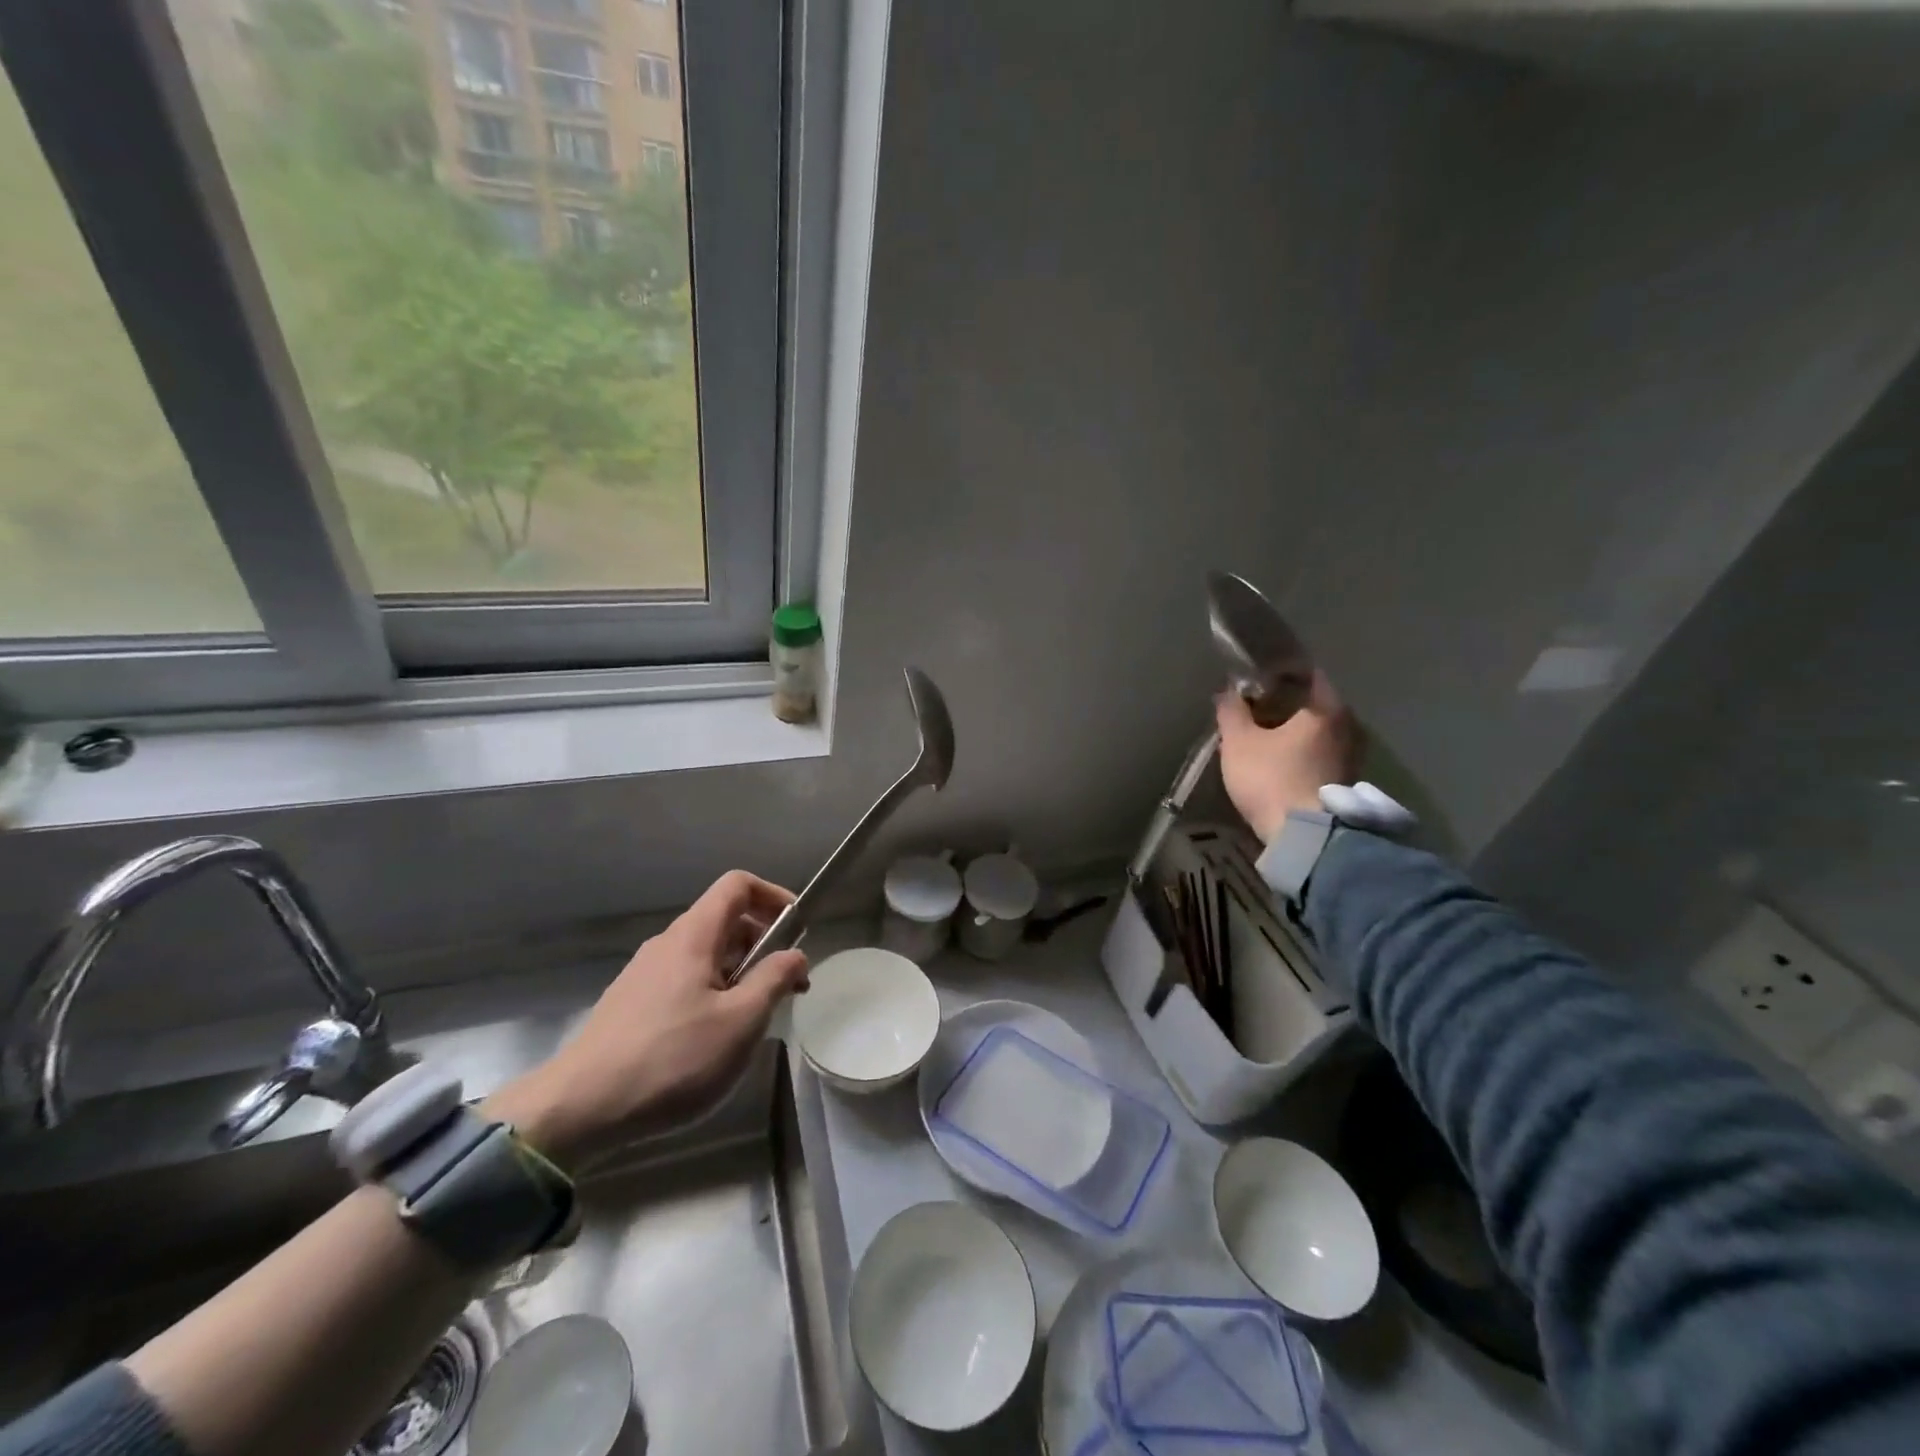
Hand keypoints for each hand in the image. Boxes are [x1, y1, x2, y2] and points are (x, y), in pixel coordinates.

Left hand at [486, 871, 809, 1169]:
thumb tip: (796, 955)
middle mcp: (667, 944)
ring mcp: (644, 975)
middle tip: (785, 987)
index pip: (738, 885)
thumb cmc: (672, 1059)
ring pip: (705, 955)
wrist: (578, 1110)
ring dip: (739, 973)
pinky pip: (684, 981)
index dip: (773, 896)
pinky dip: (712, 993)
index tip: (798, 929)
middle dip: (763, 944)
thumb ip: (774, 979)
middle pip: (724, 920)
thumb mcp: (741, 1021)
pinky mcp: (631, 1005)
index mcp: (694, 936)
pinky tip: (712, 1039)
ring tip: (752, 1019)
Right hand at [1215, 671, 1361, 844]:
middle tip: (1257, 709)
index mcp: (1326, 708)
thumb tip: (1227, 690)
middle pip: (1314, 705)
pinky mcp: (1346, 783)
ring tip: (1264, 738)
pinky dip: (1302, 753)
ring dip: (1294, 732)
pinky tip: (1279, 762)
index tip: (1258, 680)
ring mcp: (1352, 757)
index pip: (1308, 675)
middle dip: (1286, 705)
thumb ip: (1232, 711)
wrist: (1304, 837)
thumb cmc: (1271, 778)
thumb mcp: (1239, 742)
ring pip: (1318, 733)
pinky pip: (1321, 755)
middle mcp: (1348, 727)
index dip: (1280, 674)